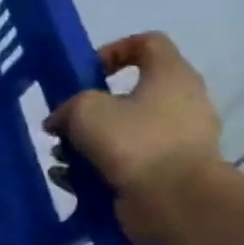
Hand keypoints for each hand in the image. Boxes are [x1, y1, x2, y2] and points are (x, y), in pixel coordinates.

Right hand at [45, 32, 223, 244]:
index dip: (114, 50)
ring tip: (62, 157)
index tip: (87, 72)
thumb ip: (68, 106)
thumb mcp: (84, 109)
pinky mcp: (167, 172)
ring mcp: (178, 141)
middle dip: (90, 108)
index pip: (148, 43)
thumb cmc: (133, 140)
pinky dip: (97, 168)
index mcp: (171, 76)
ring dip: (87, 142)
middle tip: (66, 121)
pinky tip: (72, 180)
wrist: (175, 201)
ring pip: (122, 131)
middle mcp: (182, 104)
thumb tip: (61, 122)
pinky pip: (125, 162)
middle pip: (129, 94)